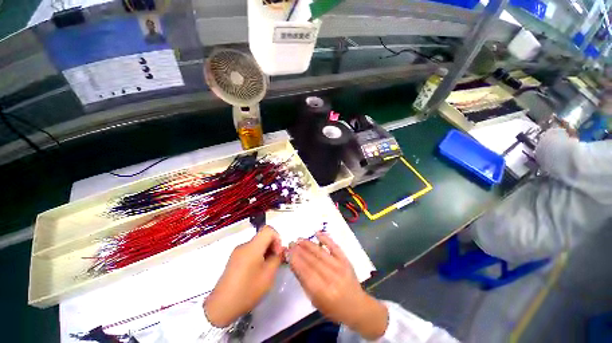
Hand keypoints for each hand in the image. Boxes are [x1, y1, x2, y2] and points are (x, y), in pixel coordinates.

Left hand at [204, 226, 283, 326]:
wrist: (220, 307)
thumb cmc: (247, 291)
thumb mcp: (268, 275)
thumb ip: (277, 258)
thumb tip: (280, 250)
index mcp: (252, 247)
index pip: (268, 229)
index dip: (277, 238)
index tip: (277, 253)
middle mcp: (244, 245)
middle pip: (263, 237)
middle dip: (272, 246)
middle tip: (275, 262)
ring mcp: (237, 252)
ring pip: (257, 244)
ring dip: (265, 252)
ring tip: (266, 269)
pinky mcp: (234, 259)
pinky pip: (250, 251)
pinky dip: (258, 256)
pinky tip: (257, 272)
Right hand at [288, 232, 387, 339]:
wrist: (357, 306)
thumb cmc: (333, 308)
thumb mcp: (316, 301)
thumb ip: (304, 282)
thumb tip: (294, 264)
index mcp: (323, 293)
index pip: (305, 273)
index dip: (295, 261)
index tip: (287, 252)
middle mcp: (332, 278)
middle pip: (312, 261)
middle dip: (299, 250)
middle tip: (291, 243)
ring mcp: (340, 267)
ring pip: (321, 253)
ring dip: (308, 244)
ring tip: (299, 239)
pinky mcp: (346, 260)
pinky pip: (335, 247)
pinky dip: (326, 239)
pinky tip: (317, 233)